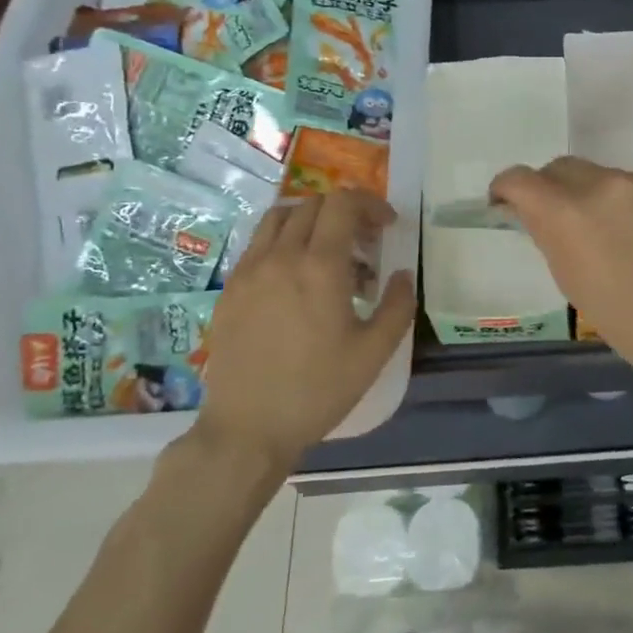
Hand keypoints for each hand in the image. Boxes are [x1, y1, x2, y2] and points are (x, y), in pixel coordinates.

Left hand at [195, 191, 415, 466]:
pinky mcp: (230, 288)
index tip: (387, 225)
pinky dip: (282, 241)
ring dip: (310, 219)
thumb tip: (402, 275)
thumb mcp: (374, 352)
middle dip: (345, 212)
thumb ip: (398, 305)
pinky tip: (295, 275)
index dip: (370, 204)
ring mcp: (249, 270)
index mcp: (320, 266)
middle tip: (364, 241)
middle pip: (312, 204)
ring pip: (279, 217)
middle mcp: (281, 256)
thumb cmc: (318, 390)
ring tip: (327, 249)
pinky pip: (257, 243)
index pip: (343, 204)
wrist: (248, 428)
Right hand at [489, 157, 632, 384]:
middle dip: (548, 188)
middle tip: (553, 217)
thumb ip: (547, 233)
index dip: (505, 188)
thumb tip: (534, 211)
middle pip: (559, 168)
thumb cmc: (620, 319)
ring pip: (598, 175)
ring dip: (588, 195)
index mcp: (567, 212)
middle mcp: (601, 184)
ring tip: (604, 232)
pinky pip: (631, 185)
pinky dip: (623, 202)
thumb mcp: (567, 277)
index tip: (505, 204)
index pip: (520, 178)